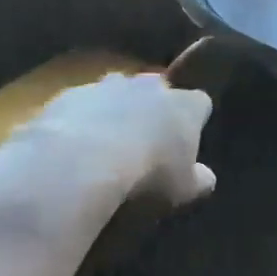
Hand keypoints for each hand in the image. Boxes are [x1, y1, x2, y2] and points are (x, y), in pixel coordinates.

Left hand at [10, 72, 215, 208]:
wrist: (81, 161)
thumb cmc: (147, 175)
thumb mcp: (183, 189)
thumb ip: (198, 180)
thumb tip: (206, 177)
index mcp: (185, 105)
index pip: (199, 103)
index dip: (194, 119)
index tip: (187, 139)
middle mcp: (150, 86)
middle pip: (157, 90)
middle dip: (153, 109)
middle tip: (146, 140)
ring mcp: (107, 85)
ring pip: (117, 92)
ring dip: (115, 110)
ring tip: (106, 143)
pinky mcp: (70, 94)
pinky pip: (81, 104)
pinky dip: (81, 119)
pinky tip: (73, 146)